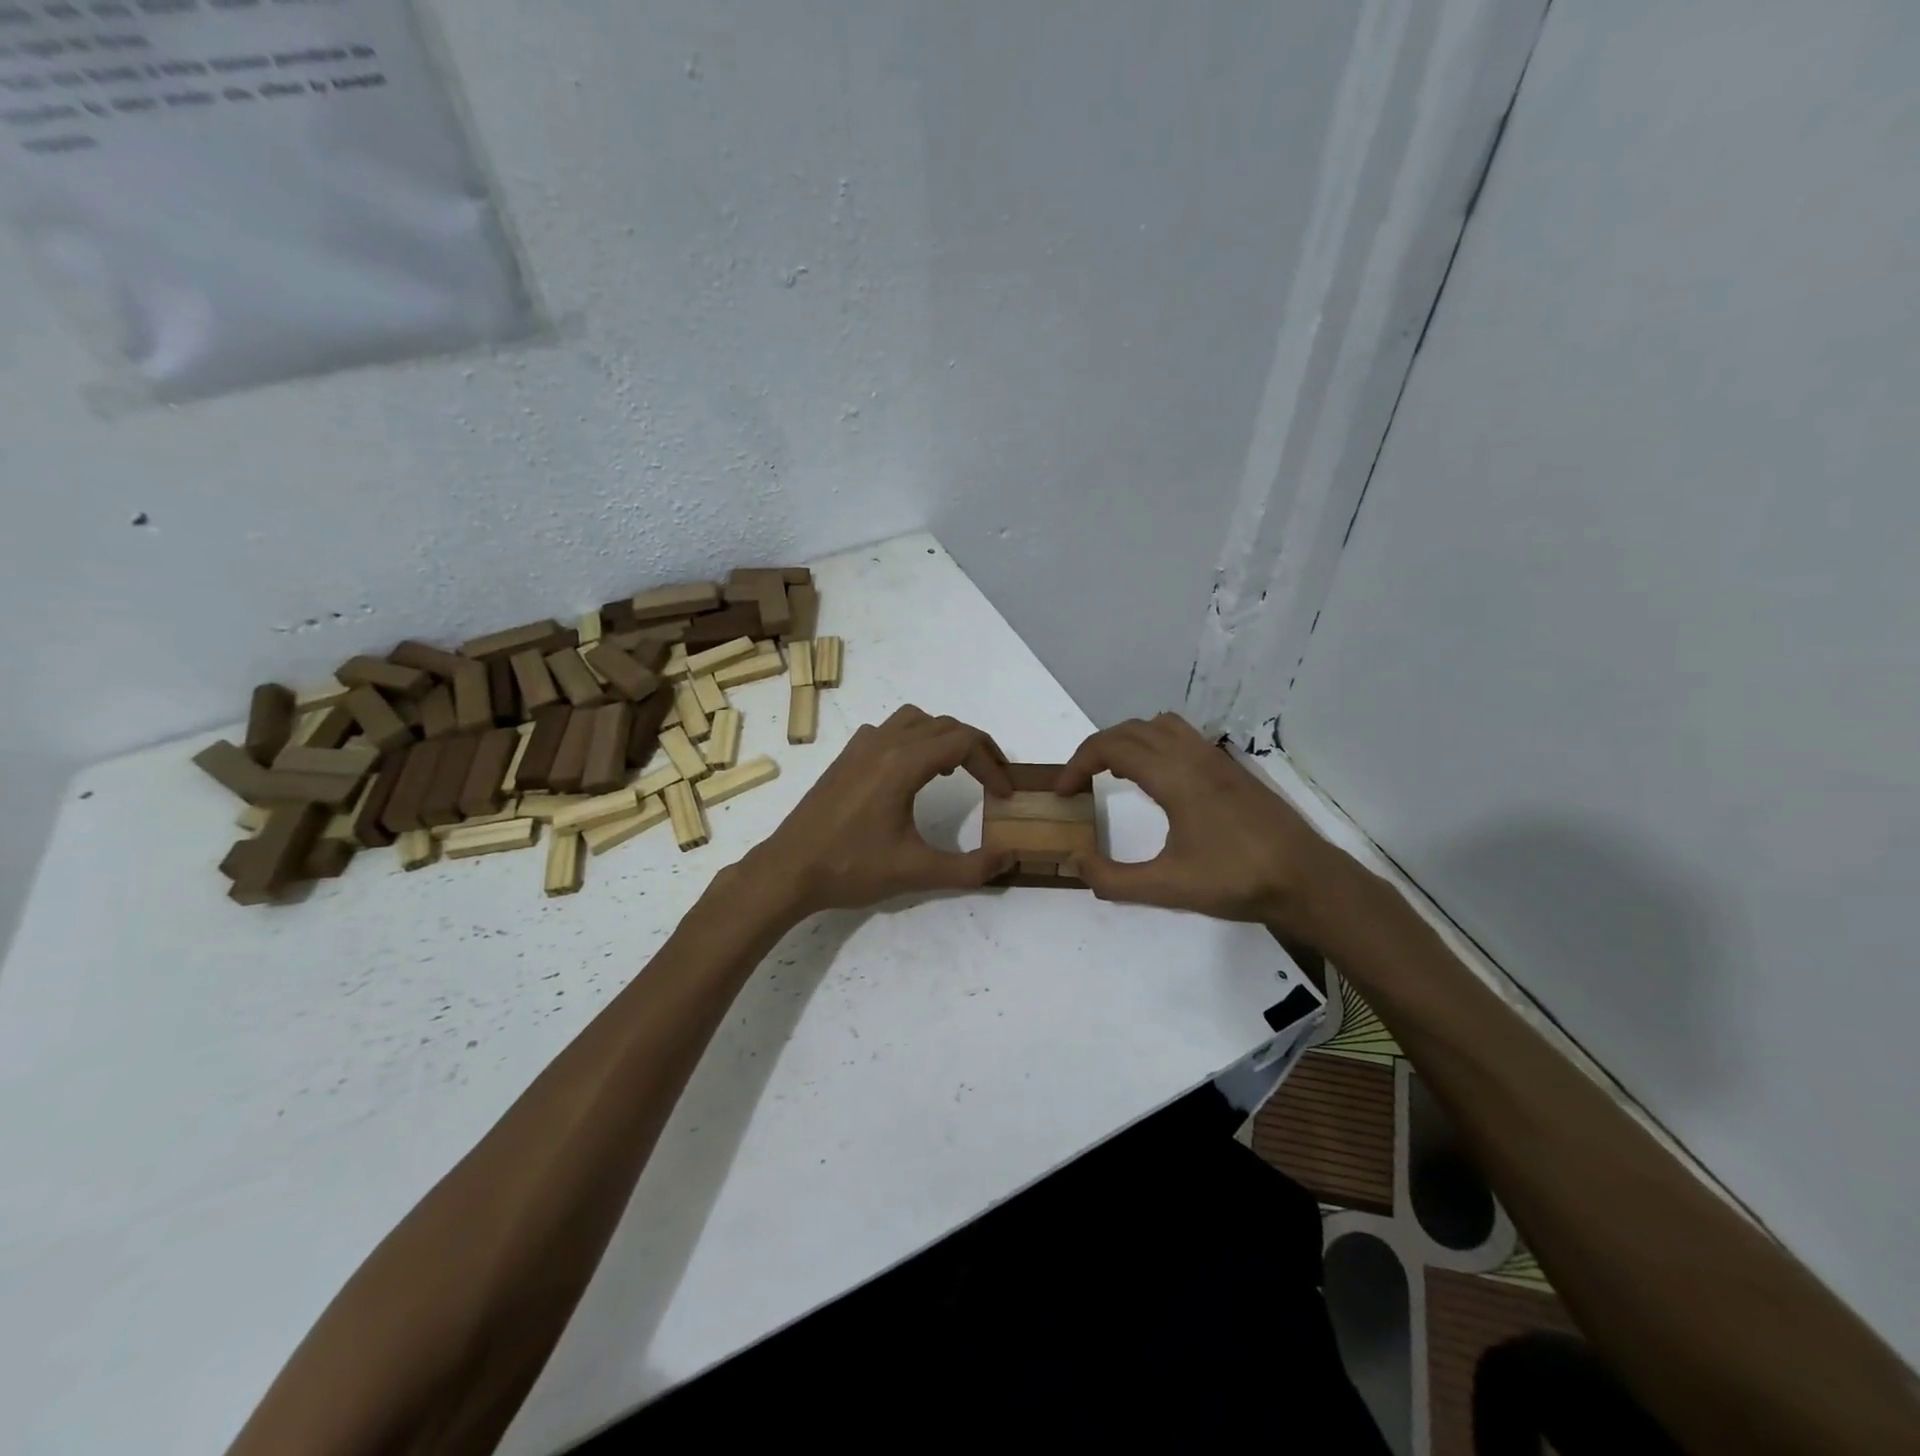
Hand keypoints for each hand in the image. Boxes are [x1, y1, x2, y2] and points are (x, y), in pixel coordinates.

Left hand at [743, 706, 1015, 915]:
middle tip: (992, 780)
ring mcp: (860, 747)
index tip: (1005, 794)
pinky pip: (888, 730)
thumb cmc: (851, 868)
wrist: (789, 870)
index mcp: (903, 763)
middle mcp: (883, 743)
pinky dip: (912, 739)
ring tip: (954, 771)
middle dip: (975, 748)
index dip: (993, 764)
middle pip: (944, 725)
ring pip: (914, 720)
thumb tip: (1009, 860)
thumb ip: (970, 868)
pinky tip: (909, 774)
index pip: (964, 742)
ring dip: (942, 737)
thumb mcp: (917, 872)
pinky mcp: (845, 758)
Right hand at [1056, 712, 1360, 943]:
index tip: (1062, 792)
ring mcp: (1216, 759)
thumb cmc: (1235, 880)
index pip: (1112, 747)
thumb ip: (1113, 878)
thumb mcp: (1166, 887)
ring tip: (1114, 773)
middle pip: (1131, 729)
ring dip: (1128, 740)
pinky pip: (1182, 736)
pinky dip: (1155, 744)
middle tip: (1080, 783)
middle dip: (1096, 750)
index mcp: (1174, 776)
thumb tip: (1076, 860)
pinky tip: (1158, 781)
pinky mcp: (1231, 769)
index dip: (1077, 764)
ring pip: (1159, 726)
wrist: (1306, 879)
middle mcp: (1193, 756)